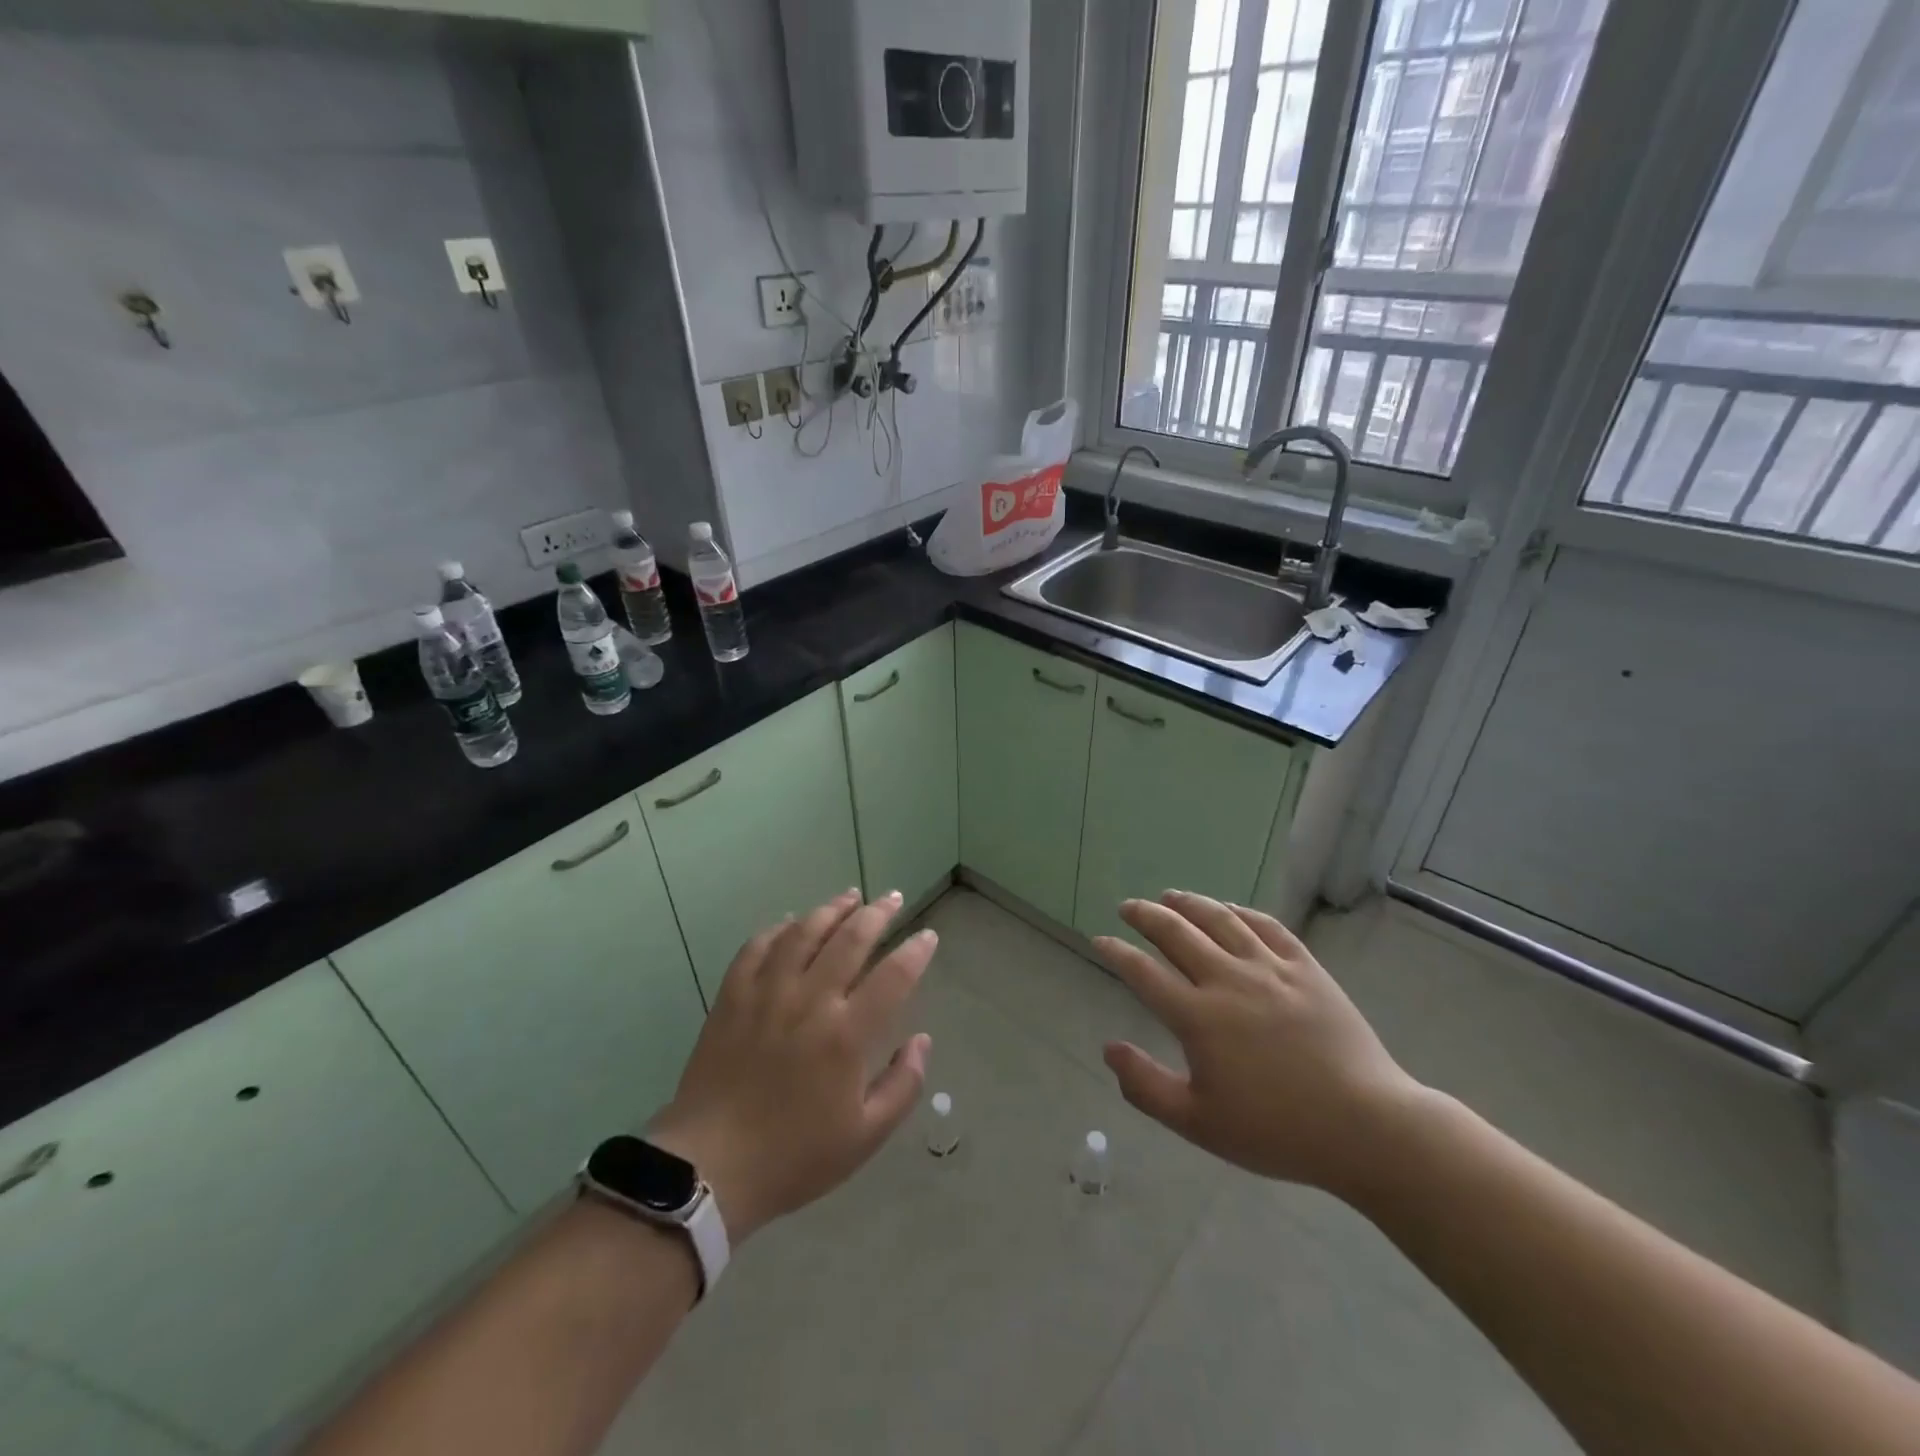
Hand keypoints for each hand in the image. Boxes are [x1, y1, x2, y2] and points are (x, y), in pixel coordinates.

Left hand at [650, 889, 935, 1242]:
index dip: (916, 951)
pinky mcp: (732, 997)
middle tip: (893, 898)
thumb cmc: (794, 1156)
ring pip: (804, 932)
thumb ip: (903, 1085)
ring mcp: (767, 993)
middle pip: (850, 939)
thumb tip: (922, 1040)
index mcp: (846, 1034)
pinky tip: (791, 922)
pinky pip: (757, 947)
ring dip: (831, 909)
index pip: (893, 976)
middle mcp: (810, 1000)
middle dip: (878, 914)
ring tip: (850, 896)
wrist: (710, 1167)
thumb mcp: (865, 1137)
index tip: (928, 937)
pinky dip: (778, 929)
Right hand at [1095, 891, 1425, 1197]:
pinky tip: (1230, 909)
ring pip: (1220, 919)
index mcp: (1199, 1018)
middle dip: (1145, 915)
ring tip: (1170, 896)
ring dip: (1189, 903)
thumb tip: (1108, 1049)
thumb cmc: (1277, 1132)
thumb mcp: (1199, 1124)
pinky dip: (1242, 911)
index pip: (1143, 972)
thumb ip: (1145, 1086)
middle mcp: (1229, 980)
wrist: (1368, 1128)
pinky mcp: (1307, 969)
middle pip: (1176, 933)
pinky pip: (1268, 926)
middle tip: (1128, 907)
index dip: (1117, 952)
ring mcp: (1271, 969)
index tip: (1100, 940)